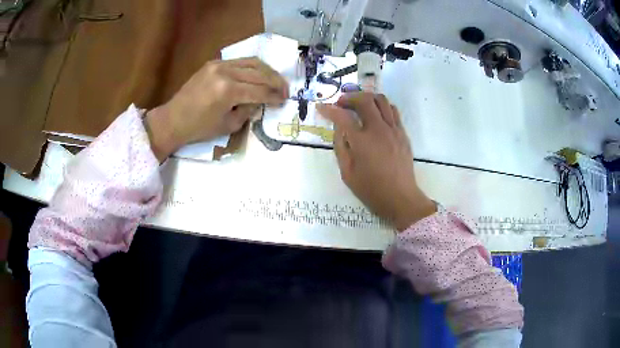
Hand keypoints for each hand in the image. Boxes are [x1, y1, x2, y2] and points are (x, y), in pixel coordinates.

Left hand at [145, 57, 288, 160]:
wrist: (173, 119)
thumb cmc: (199, 128)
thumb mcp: (228, 125)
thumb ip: (248, 111)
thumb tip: (260, 101)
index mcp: (228, 91)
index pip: (260, 90)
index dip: (275, 96)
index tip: (284, 100)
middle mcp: (225, 72)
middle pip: (260, 73)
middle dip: (276, 82)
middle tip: (285, 90)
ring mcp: (218, 64)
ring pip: (252, 62)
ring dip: (267, 71)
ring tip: (275, 81)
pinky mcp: (213, 63)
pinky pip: (239, 61)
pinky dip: (252, 67)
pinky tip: (258, 75)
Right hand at [317, 93, 435, 231]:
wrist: (400, 197)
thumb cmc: (371, 189)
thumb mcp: (347, 172)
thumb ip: (340, 147)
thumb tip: (338, 128)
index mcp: (362, 142)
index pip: (342, 117)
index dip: (328, 110)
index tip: (321, 107)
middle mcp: (379, 130)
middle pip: (364, 100)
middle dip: (349, 97)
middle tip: (341, 104)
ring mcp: (394, 129)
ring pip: (381, 100)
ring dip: (367, 98)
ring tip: (359, 105)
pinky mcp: (403, 133)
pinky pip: (393, 110)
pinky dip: (381, 107)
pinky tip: (375, 115)